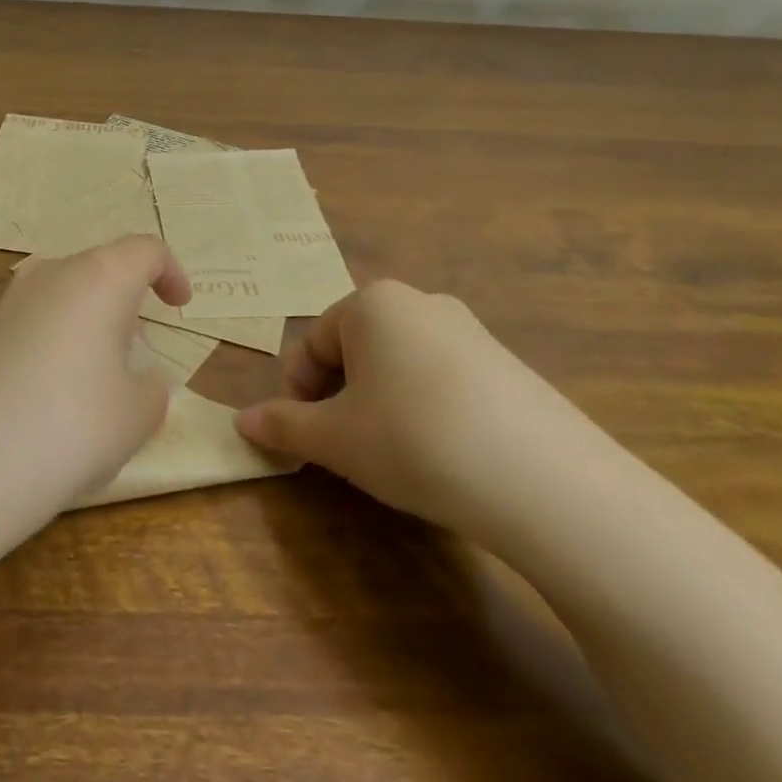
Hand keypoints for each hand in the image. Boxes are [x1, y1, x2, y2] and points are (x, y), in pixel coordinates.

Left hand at [0, 235, 191, 517]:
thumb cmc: (73, 425)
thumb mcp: (139, 414)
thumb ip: (150, 387)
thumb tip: (136, 379)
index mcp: (99, 277)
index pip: (145, 250)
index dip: (171, 273)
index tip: (179, 307)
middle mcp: (50, 274)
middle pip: (101, 270)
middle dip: (126, 303)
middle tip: (139, 352)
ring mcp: (8, 302)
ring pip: (65, 297)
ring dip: (90, 325)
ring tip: (99, 381)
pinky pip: (35, 323)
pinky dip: (57, 345)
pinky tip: (54, 398)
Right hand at [234, 281, 603, 533]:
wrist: (540, 478)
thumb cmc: (412, 439)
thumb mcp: (334, 438)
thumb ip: (283, 425)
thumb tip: (242, 422)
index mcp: (372, 303)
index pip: (313, 343)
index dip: (299, 392)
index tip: (305, 438)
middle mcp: (420, 303)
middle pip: (356, 348)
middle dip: (339, 396)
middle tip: (345, 448)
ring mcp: (470, 331)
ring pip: (399, 365)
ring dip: (379, 404)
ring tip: (392, 455)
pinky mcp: (506, 365)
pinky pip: (443, 379)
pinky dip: (425, 409)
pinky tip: (440, 453)